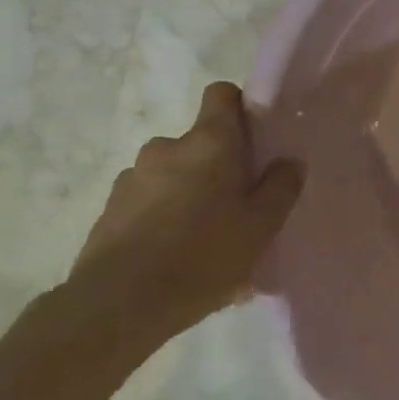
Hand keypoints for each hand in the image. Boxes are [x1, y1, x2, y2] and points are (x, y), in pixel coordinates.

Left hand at [69, 82, 302, 351]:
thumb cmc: (202, 256)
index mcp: (208, 142)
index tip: (254, 140)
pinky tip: (175, 259)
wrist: (116, 305)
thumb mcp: (261, 226)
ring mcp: (132, 177)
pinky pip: (149, 203)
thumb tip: (289, 162)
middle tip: (236, 208)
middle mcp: (166, 147)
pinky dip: (163, 219)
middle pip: (201, 143)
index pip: (222, 94)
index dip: (240, 109)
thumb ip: (281, 187)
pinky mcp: (110, 210)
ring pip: (174, 175)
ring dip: (189, 195)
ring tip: (204, 242)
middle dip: (218, 167)